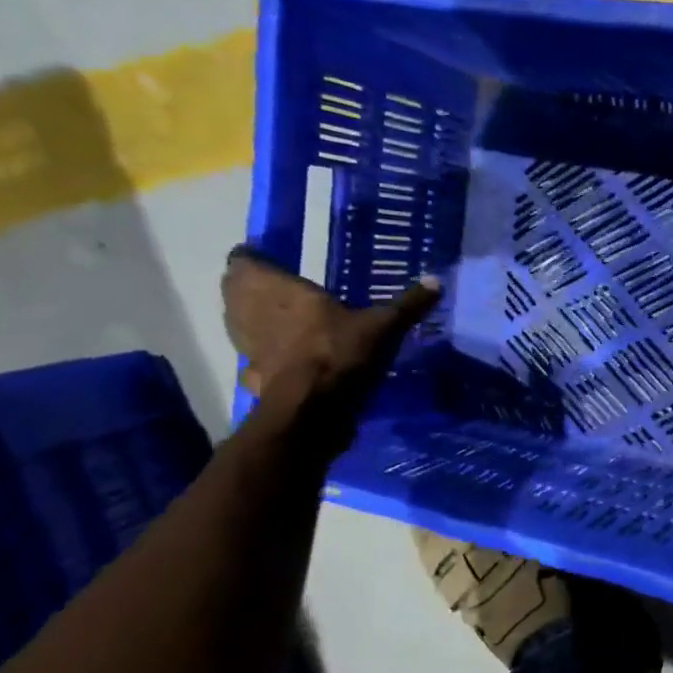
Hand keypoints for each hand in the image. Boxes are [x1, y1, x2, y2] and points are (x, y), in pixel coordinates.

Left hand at [222, 246, 440, 447]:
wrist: (311, 412)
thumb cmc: (339, 354)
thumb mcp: (383, 326)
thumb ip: (407, 305)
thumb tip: (437, 281)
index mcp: (278, 290)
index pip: (243, 261)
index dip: (254, 259)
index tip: (270, 260)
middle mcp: (251, 312)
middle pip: (235, 289)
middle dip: (253, 287)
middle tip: (281, 287)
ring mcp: (248, 346)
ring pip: (239, 322)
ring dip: (254, 319)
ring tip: (282, 318)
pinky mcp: (254, 376)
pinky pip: (253, 357)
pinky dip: (263, 354)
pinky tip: (284, 357)